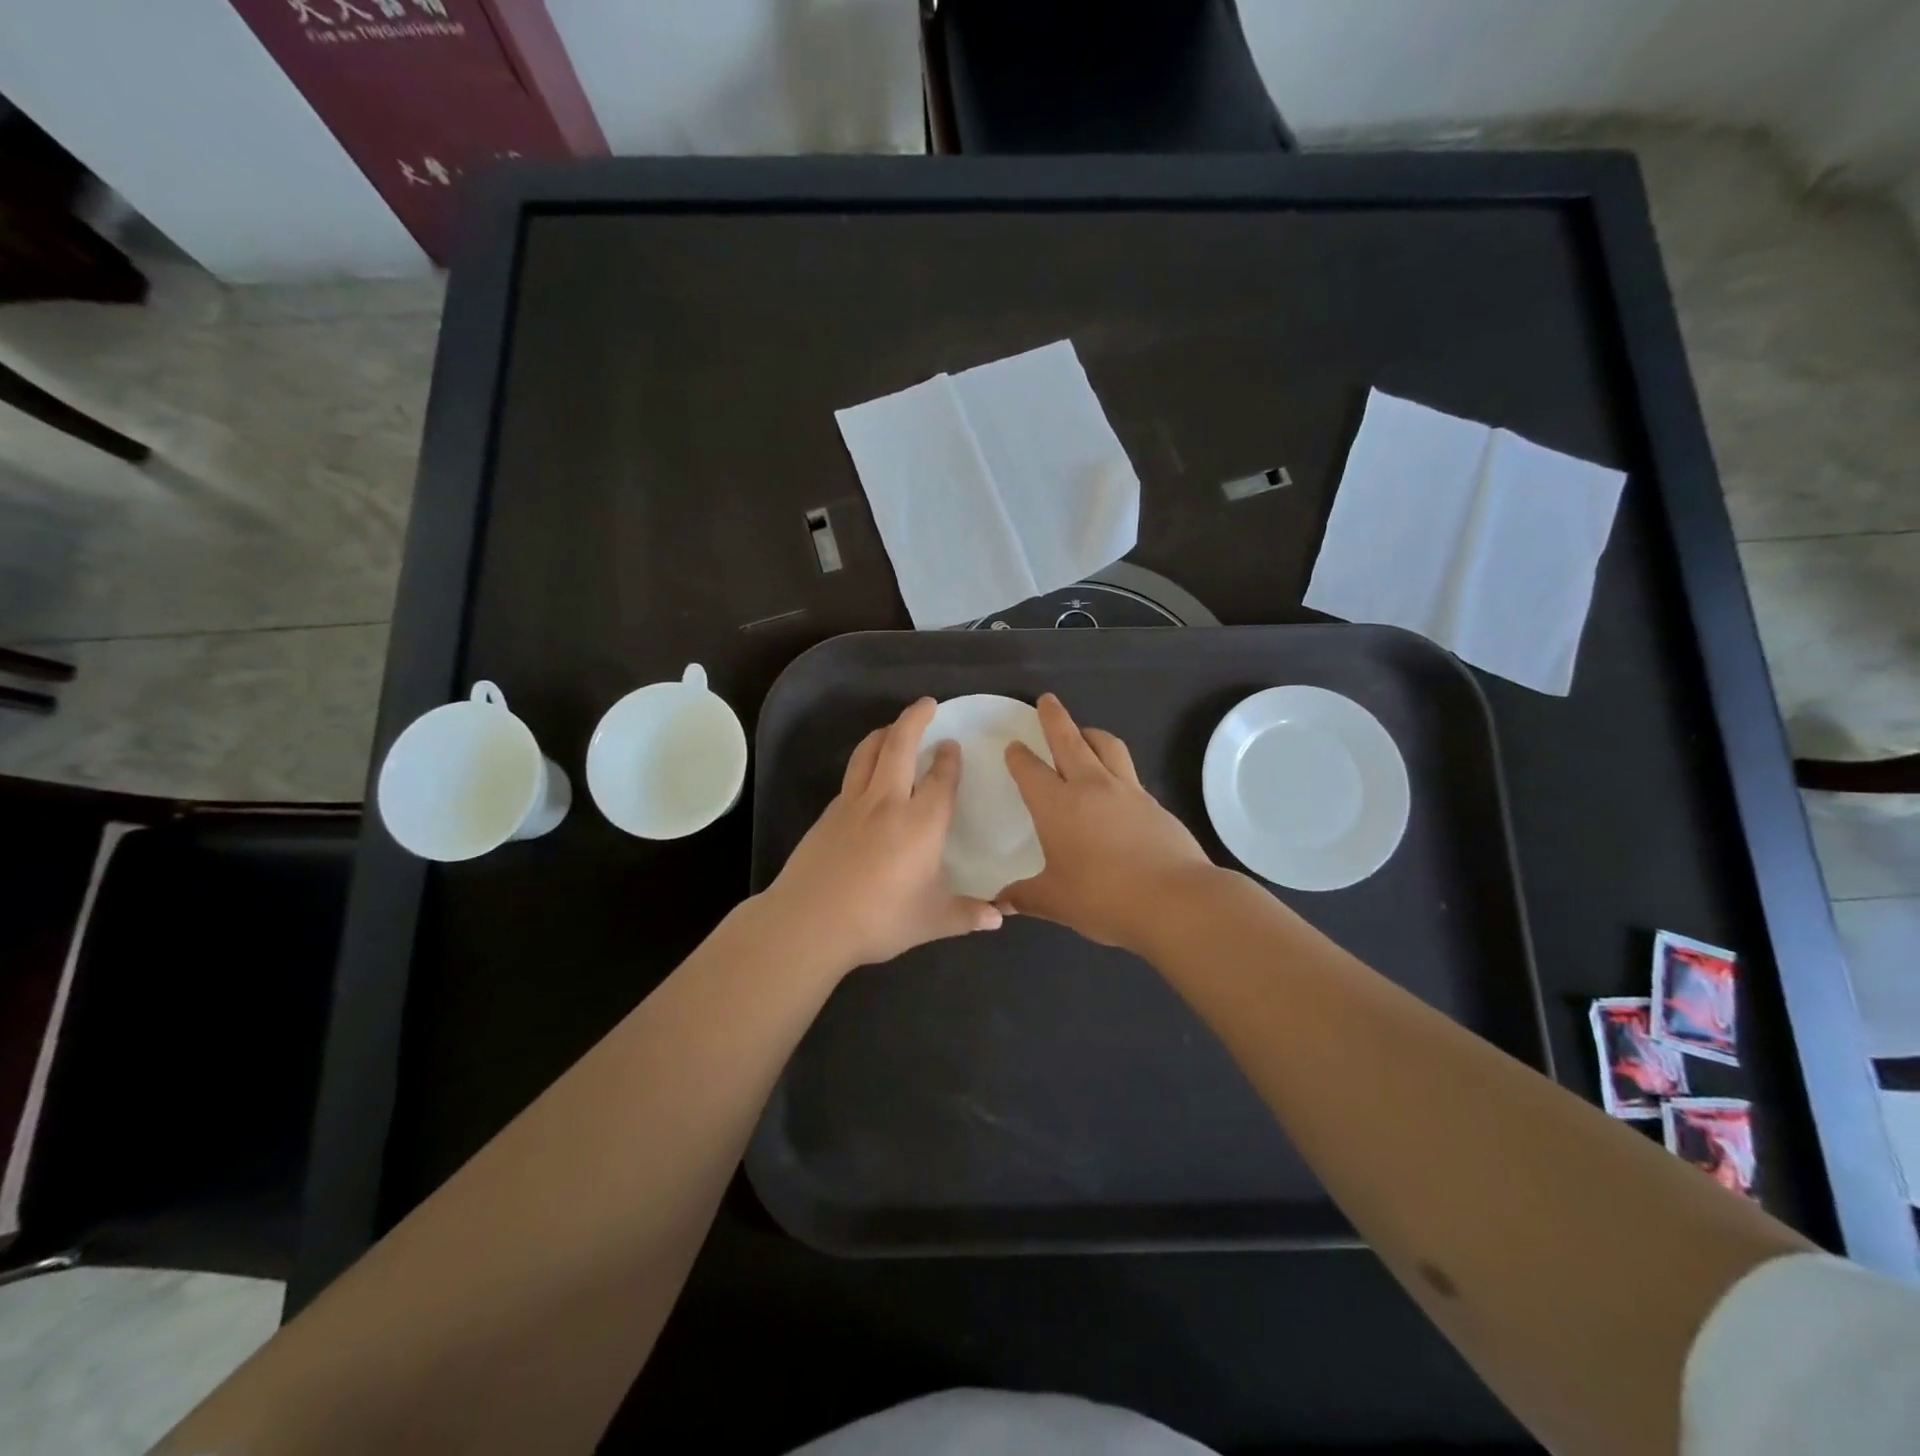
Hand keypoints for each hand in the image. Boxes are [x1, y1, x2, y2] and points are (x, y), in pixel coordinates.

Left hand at [759, 697, 1001, 972]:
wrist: (809, 922)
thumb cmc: (879, 919)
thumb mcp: (931, 921)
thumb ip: (967, 915)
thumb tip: (999, 918)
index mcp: (921, 822)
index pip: (940, 778)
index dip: (949, 758)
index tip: (952, 745)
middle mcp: (888, 801)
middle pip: (900, 745)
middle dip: (915, 719)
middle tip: (927, 704)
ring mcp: (853, 804)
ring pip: (868, 753)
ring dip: (884, 733)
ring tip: (893, 728)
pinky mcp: (828, 814)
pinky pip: (851, 776)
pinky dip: (864, 762)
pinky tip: (867, 776)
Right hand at [1001, 693, 1218, 952]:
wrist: (1175, 900)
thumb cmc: (1104, 898)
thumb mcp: (1056, 902)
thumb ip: (1026, 897)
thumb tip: (999, 903)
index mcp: (1056, 806)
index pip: (1030, 770)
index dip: (1019, 756)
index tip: (1013, 745)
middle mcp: (1090, 787)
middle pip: (1069, 739)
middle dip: (1054, 717)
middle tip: (1047, 700)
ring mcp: (1126, 791)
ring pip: (1106, 745)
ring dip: (1090, 732)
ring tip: (1084, 731)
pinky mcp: (1153, 803)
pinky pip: (1129, 771)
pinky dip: (1115, 763)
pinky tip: (1115, 782)